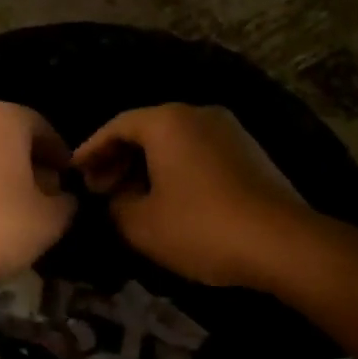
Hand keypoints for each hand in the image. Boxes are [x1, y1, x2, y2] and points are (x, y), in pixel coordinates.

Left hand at [0, 101, 75, 292]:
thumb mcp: (49, 221)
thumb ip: (65, 204)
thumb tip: (64, 198)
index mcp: (3, 117)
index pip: (43, 128)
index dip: (59, 156)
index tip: (68, 179)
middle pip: (8, 139)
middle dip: (27, 165)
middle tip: (43, 197)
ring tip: (13, 212)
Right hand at [73, 104, 307, 287]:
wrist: (283, 244)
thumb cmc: (200, 227)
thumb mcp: (140, 224)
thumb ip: (115, 206)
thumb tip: (114, 199)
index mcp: (167, 121)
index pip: (117, 126)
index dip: (91, 150)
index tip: (74, 173)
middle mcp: (199, 114)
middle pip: (147, 130)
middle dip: (118, 159)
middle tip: (100, 190)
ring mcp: (230, 131)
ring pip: (174, 142)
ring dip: (147, 167)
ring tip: (131, 199)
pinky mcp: (250, 153)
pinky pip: (198, 153)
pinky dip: (175, 170)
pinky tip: (168, 201)